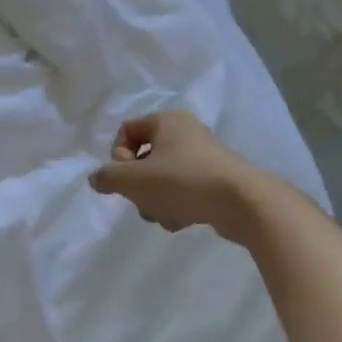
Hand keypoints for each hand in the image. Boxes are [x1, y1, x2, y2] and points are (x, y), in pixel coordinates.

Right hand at [88, 111, 263, 242]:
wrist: (245, 203)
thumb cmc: (184, 182)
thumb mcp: (134, 180)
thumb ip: (108, 178)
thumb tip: (96, 179)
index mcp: (166, 121)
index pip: (126, 131)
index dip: (118, 157)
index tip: (126, 178)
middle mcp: (185, 132)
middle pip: (144, 158)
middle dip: (138, 186)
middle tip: (144, 202)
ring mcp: (204, 156)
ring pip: (162, 178)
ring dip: (156, 200)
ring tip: (165, 216)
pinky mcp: (217, 180)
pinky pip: (184, 190)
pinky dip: (177, 205)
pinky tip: (182, 220)